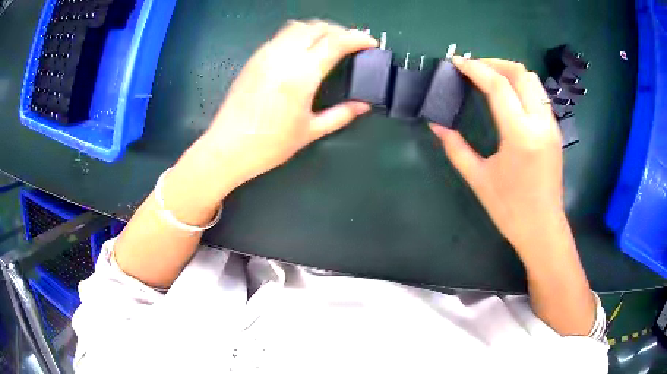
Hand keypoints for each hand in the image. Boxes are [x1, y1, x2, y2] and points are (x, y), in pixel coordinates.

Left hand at [200, 20, 376, 193]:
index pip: (335, 42)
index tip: (370, 43)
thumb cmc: (269, 145)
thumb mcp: (310, 131)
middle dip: (340, 31)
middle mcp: (283, 56)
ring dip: (318, 30)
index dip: (358, 38)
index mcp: (301, 75)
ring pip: (298, 26)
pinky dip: (300, 35)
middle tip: (351, 45)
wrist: (227, 148)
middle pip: (317, 27)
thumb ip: (341, 115)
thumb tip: (363, 105)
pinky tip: (303, 51)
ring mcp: (266, 54)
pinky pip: (282, 35)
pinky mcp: (254, 58)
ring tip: (329, 44)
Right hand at [430, 57, 566, 257]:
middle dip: (495, 63)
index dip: (476, 69)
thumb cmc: (510, 209)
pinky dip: (521, 86)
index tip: (457, 62)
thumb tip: (436, 125)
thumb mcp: (478, 179)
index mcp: (520, 136)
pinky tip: (508, 96)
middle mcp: (540, 124)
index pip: (499, 87)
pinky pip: (539, 95)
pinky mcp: (554, 131)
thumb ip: (455, 148)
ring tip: (490, 77)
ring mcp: (551, 126)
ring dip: (510, 72)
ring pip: (533, 81)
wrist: (543, 228)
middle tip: (474, 67)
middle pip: (521, 74)